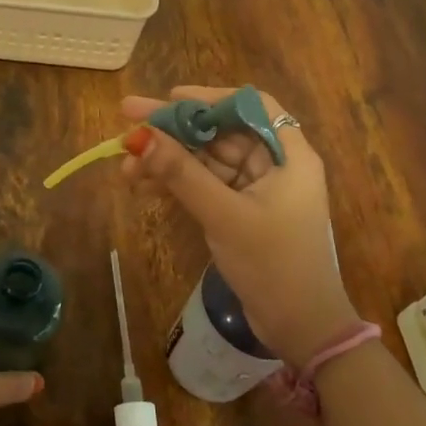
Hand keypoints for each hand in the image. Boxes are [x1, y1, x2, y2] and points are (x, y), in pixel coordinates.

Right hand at [121, 86, 360, 367]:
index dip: (209, 97)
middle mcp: (275, 164)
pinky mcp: (241, 212)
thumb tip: (138, 137)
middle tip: (127, 121)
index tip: (169, 98)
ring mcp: (257, 190)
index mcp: (289, 155)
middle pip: (220, 132)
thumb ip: (181, 173)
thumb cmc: (273, 263)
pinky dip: (176, 183)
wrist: (300, 327)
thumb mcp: (223, 214)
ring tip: (125, 165)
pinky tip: (142, 185)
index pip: (250, 106)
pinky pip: (204, 185)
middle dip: (174, 130)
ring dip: (168, 160)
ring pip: (207, 160)